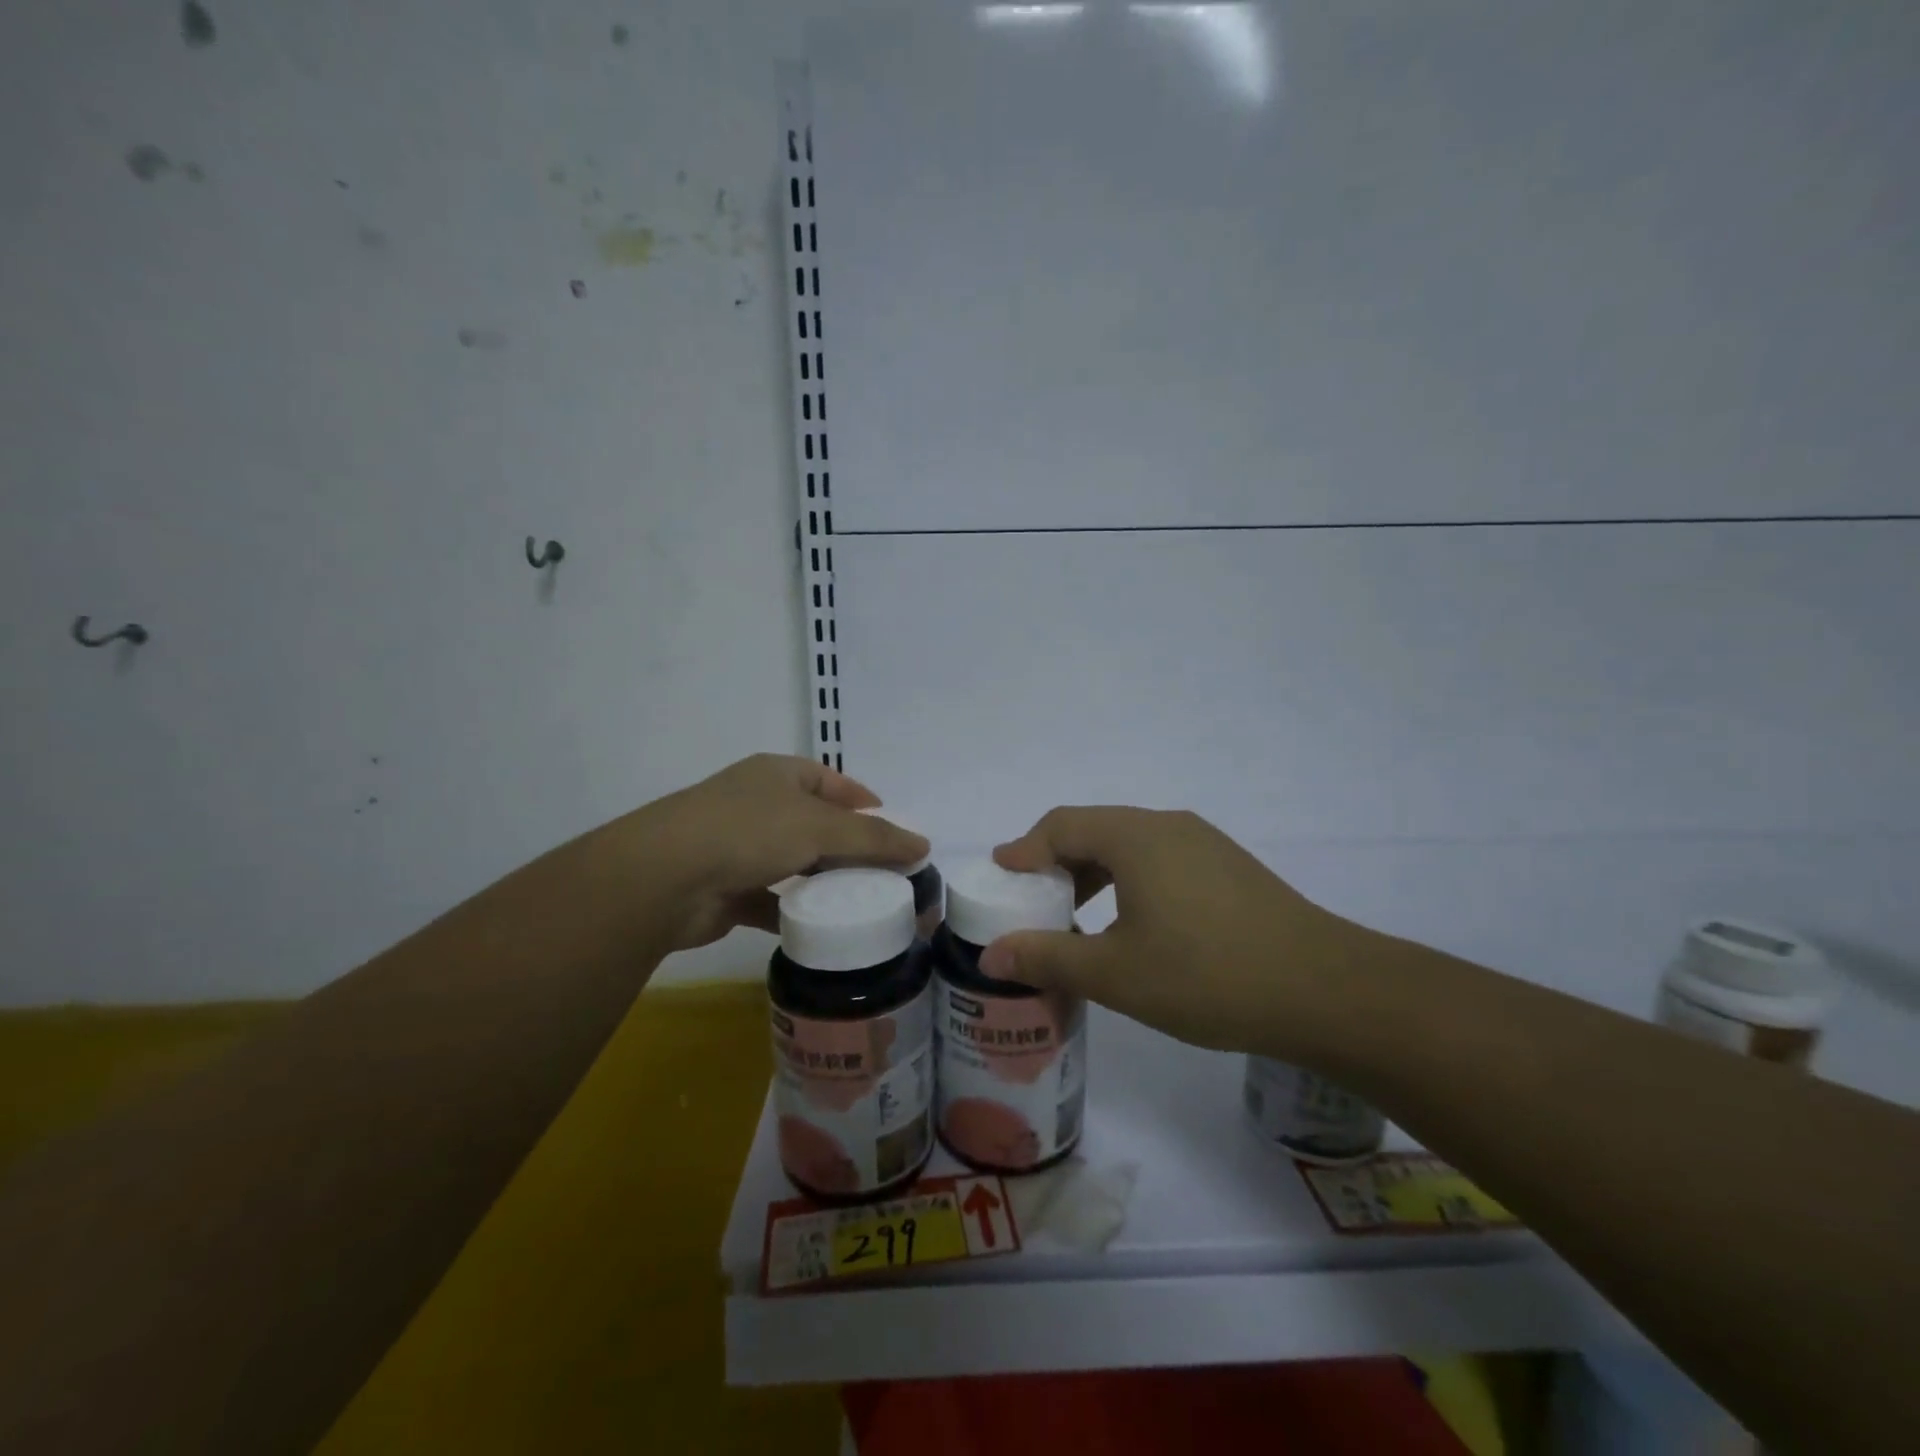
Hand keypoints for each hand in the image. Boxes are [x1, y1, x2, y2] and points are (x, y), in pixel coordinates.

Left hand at [627, 754, 927, 952]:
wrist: (663, 878)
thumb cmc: (748, 832)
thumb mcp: (820, 827)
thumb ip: (874, 838)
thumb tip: (923, 845)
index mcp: (778, 775)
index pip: (832, 781)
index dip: (865, 802)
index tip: (895, 830)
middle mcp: (758, 805)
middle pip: (816, 824)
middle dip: (849, 848)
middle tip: (887, 874)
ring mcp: (739, 847)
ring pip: (795, 863)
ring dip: (823, 881)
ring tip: (862, 903)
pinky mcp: (727, 890)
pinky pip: (772, 900)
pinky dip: (794, 913)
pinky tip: (821, 930)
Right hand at [983, 807, 1361, 1056]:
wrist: (1325, 990)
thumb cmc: (1207, 975)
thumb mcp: (1115, 973)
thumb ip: (1048, 957)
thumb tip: (991, 955)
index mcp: (1135, 836)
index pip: (1061, 826)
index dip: (1025, 849)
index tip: (1002, 876)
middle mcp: (1167, 825)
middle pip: (1094, 829)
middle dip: (1057, 862)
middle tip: (1035, 901)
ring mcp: (1204, 843)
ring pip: (1130, 845)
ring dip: (1095, 873)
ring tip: (1080, 917)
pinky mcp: (1229, 867)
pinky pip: (1161, 859)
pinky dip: (1130, 880)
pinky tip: (1135, 924)